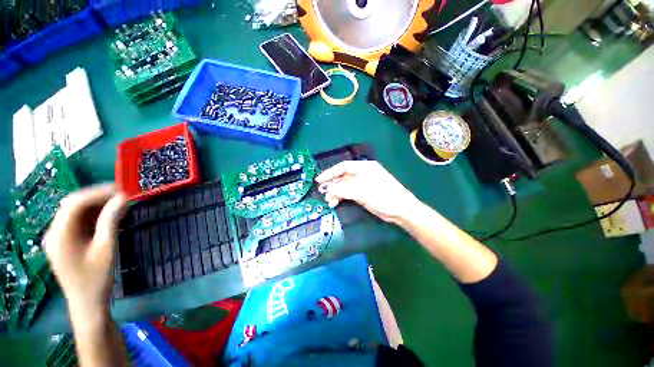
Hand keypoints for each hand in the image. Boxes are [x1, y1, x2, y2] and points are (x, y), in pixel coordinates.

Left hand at [45, 184, 126, 317]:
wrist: (87, 304)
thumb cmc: (97, 279)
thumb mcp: (107, 248)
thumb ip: (111, 220)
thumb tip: (122, 198)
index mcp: (59, 234)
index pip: (75, 202)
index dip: (98, 192)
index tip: (122, 190)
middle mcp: (53, 232)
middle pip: (73, 205)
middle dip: (98, 197)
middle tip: (122, 195)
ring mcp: (57, 238)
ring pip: (75, 212)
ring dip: (96, 206)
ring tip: (119, 204)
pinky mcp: (63, 243)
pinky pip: (77, 222)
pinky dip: (92, 216)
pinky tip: (107, 216)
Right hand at [315, 161, 420, 223]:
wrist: (402, 211)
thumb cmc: (384, 198)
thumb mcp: (363, 194)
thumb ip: (344, 190)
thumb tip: (328, 189)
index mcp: (364, 168)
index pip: (343, 167)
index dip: (330, 173)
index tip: (319, 180)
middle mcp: (363, 173)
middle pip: (343, 176)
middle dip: (333, 185)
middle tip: (323, 193)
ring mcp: (363, 183)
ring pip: (345, 185)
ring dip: (336, 192)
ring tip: (329, 201)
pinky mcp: (364, 192)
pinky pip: (349, 192)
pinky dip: (342, 197)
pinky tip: (336, 202)